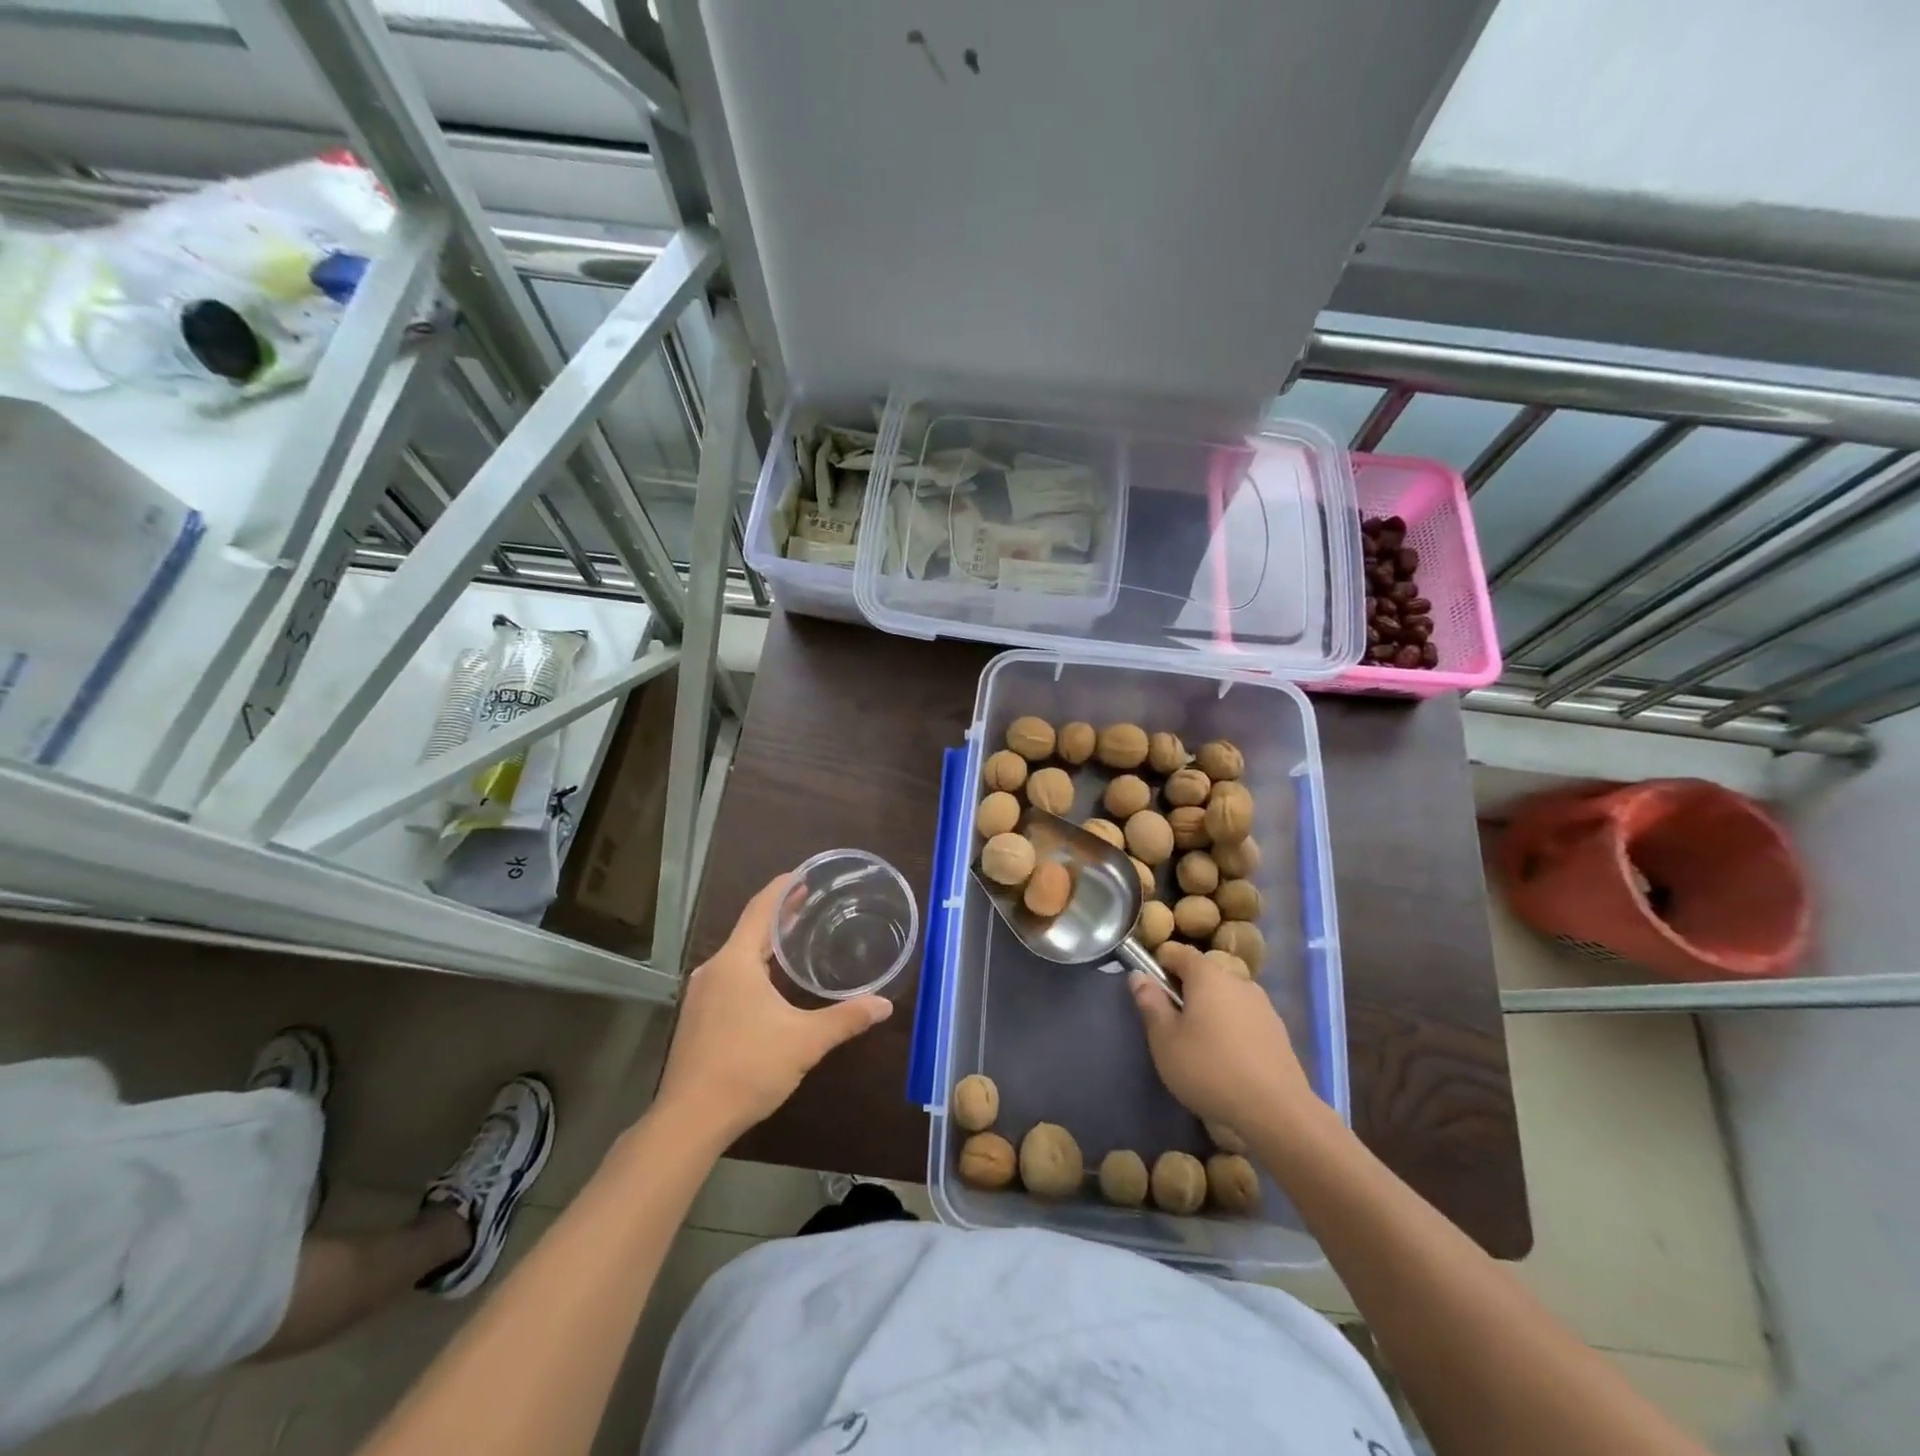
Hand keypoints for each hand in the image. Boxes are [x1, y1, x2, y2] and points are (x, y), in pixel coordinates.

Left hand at [656, 875, 892, 1141]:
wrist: (690, 1120)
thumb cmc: (747, 1068)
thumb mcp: (805, 1041)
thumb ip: (845, 1019)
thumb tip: (884, 1005)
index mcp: (736, 962)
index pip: (760, 909)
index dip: (782, 888)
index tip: (804, 874)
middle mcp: (714, 970)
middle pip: (749, 930)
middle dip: (779, 915)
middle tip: (809, 901)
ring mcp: (701, 995)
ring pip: (738, 955)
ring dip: (766, 944)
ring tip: (795, 938)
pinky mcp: (698, 1018)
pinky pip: (730, 976)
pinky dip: (753, 967)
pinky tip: (771, 983)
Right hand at [1129, 952, 1316, 1134]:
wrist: (1276, 1111)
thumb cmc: (1209, 1068)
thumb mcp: (1164, 1039)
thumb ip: (1150, 1003)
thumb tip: (1139, 976)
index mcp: (1208, 974)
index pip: (1177, 952)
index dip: (1158, 965)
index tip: (1150, 993)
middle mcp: (1238, 980)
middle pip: (1203, 975)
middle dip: (1184, 992)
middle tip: (1171, 1026)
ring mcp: (1263, 1005)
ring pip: (1225, 998)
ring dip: (1209, 1012)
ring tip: (1200, 1047)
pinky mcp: (1278, 1031)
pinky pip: (1244, 1019)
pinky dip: (1231, 1029)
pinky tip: (1227, 1060)